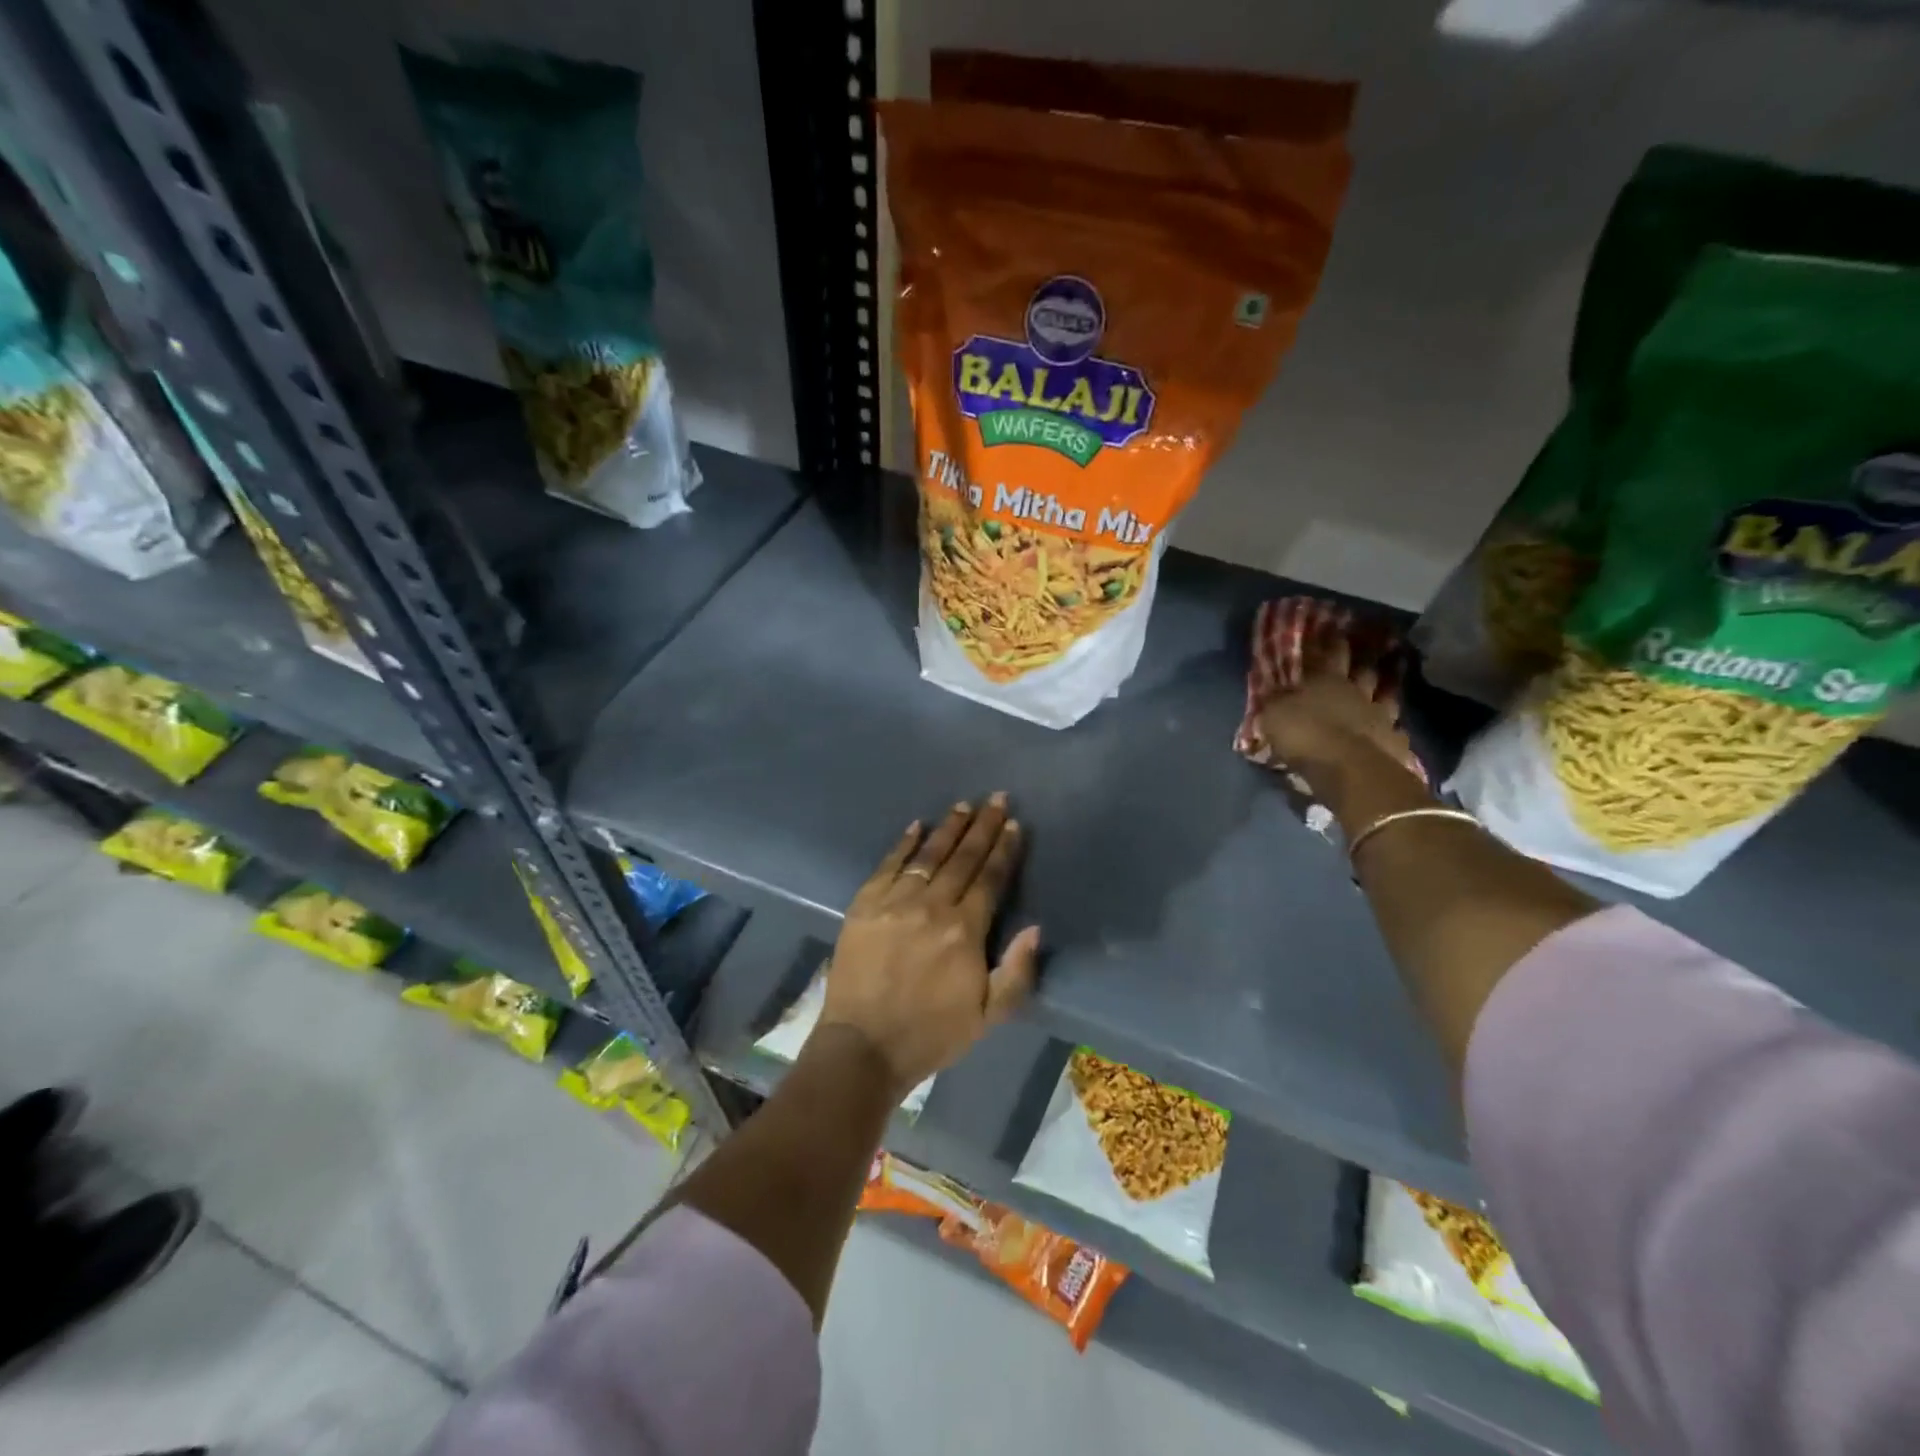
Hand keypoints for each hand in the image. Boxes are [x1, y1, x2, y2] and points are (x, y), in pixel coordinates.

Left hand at [817, 794, 1040, 1094]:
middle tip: (996, 799)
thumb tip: (1034, 927)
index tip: (1015, 825)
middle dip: (983, 827)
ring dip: (948, 828)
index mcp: (965, 931)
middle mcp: (932, 906)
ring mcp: (894, 901)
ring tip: (964, 806)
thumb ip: (1017, 972)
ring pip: (928, 855)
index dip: (1004, 850)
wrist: (863, 1047)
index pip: (990, 878)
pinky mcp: (864, 904)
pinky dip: (904, 843)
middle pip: (962, 858)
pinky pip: (888, 864)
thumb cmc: (932, 1034)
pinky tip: (917, 826)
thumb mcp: (989, 1016)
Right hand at [1258, 627, 1411, 770]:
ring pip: (1386, 696)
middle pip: (1364, 671)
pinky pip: (1397, 731)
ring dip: (1385, 691)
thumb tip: (1273, 689)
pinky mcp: (1395, 742)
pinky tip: (1394, 731)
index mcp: (1326, 680)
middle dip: (1364, 661)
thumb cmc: (1304, 734)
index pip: (1329, 653)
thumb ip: (1275, 700)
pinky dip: (1394, 729)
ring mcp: (1381, 716)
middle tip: (1369, 651)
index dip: (1331, 641)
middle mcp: (1357, 692)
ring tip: (1385, 688)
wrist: (1347, 768)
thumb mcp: (1274, 715)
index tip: (1335, 628)